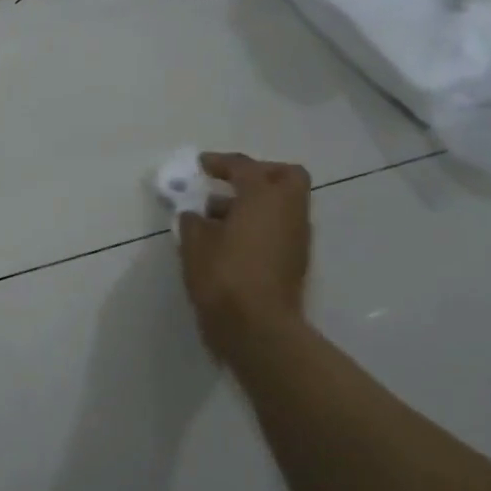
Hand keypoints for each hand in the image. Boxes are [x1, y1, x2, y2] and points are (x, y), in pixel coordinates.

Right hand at [178, 153, 312, 352]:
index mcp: (264, 197)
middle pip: (285, 176)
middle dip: (258, 174)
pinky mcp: (294, 261)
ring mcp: (296, 237)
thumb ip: (193, 221)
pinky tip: (228, 241)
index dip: (220, 162)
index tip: (201, 165)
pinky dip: (258, 225)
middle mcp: (288, 211)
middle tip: (228, 183)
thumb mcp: (195, 243)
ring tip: (216, 218)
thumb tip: (195, 216)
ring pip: (282, 205)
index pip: (245, 167)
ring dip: (254, 203)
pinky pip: (278, 229)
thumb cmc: (223, 276)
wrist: (257, 328)